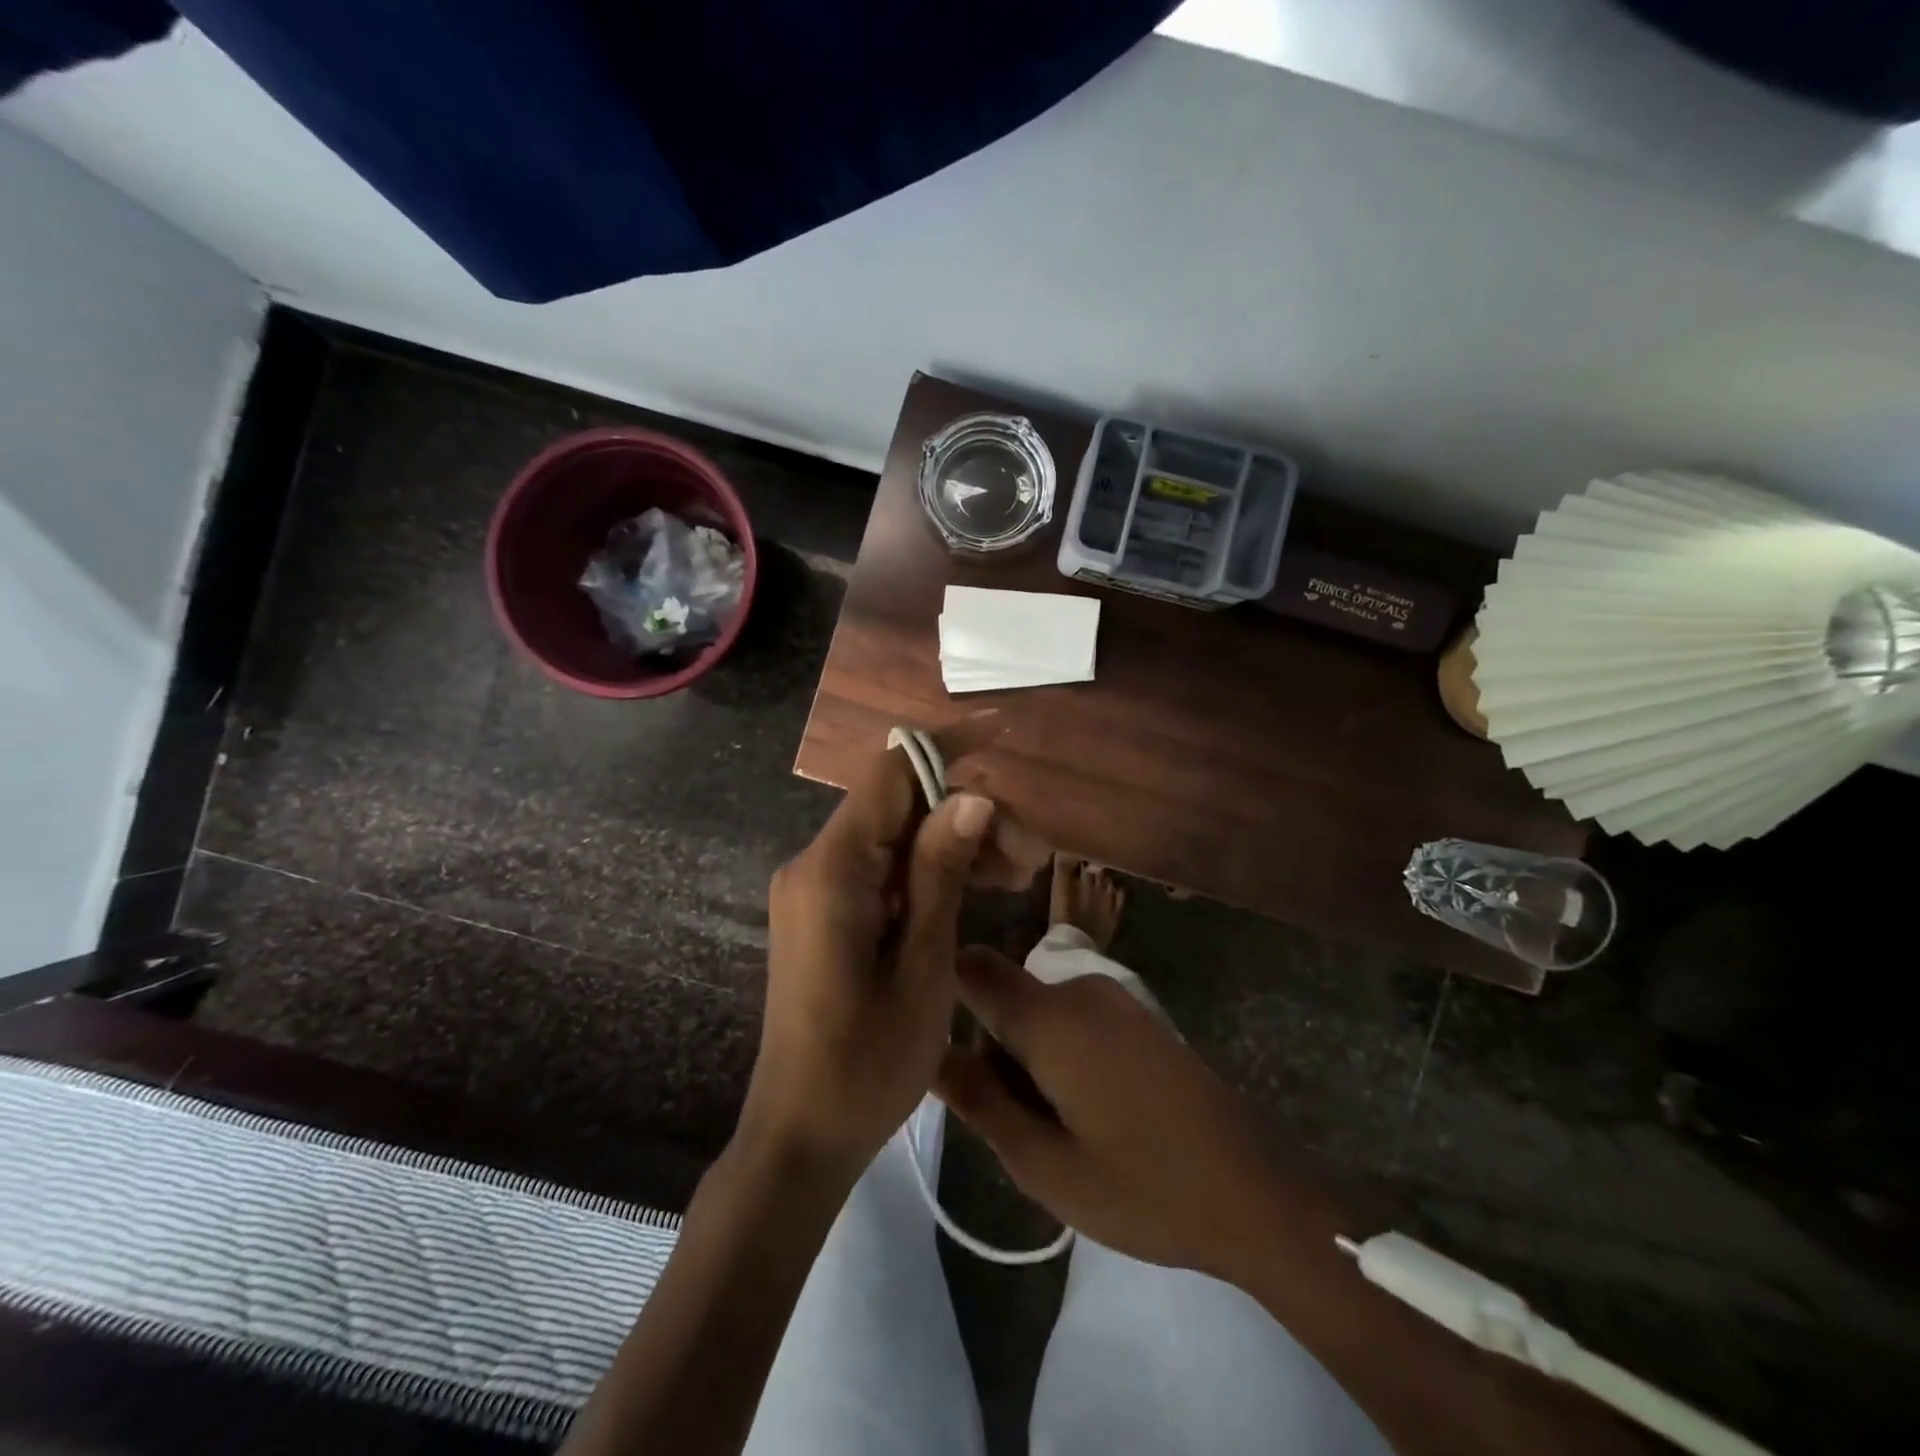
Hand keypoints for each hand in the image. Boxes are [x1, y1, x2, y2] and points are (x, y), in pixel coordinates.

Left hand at [741, 746, 1046, 1181]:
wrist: (801, 1137)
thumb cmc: (868, 1063)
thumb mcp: (923, 965)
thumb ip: (941, 872)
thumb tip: (971, 796)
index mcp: (833, 869)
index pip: (891, 772)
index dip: (947, 745)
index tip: (1002, 733)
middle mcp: (815, 864)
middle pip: (899, 806)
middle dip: (967, 813)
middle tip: (1029, 857)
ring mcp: (816, 889)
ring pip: (895, 838)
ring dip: (954, 845)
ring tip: (1017, 877)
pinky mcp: (824, 913)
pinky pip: (882, 871)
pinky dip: (928, 873)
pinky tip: (975, 892)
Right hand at [935, 948, 1339, 1284]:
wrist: (1255, 1193)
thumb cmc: (1143, 1188)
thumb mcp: (1045, 1165)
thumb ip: (979, 1102)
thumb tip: (927, 1052)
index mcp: (1050, 1017)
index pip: (972, 968)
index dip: (940, 988)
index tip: (926, 1033)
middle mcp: (1079, 988)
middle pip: (1004, 999)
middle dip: (994, 1052)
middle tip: (1017, 1125)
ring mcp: (1114, 997)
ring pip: (1037, 1012)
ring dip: (1029, 1060)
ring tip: (1058, 1129)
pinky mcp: (1136, 1013)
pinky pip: (1071, 1018)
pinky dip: (1060, 1055)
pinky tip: (1092, 1113)